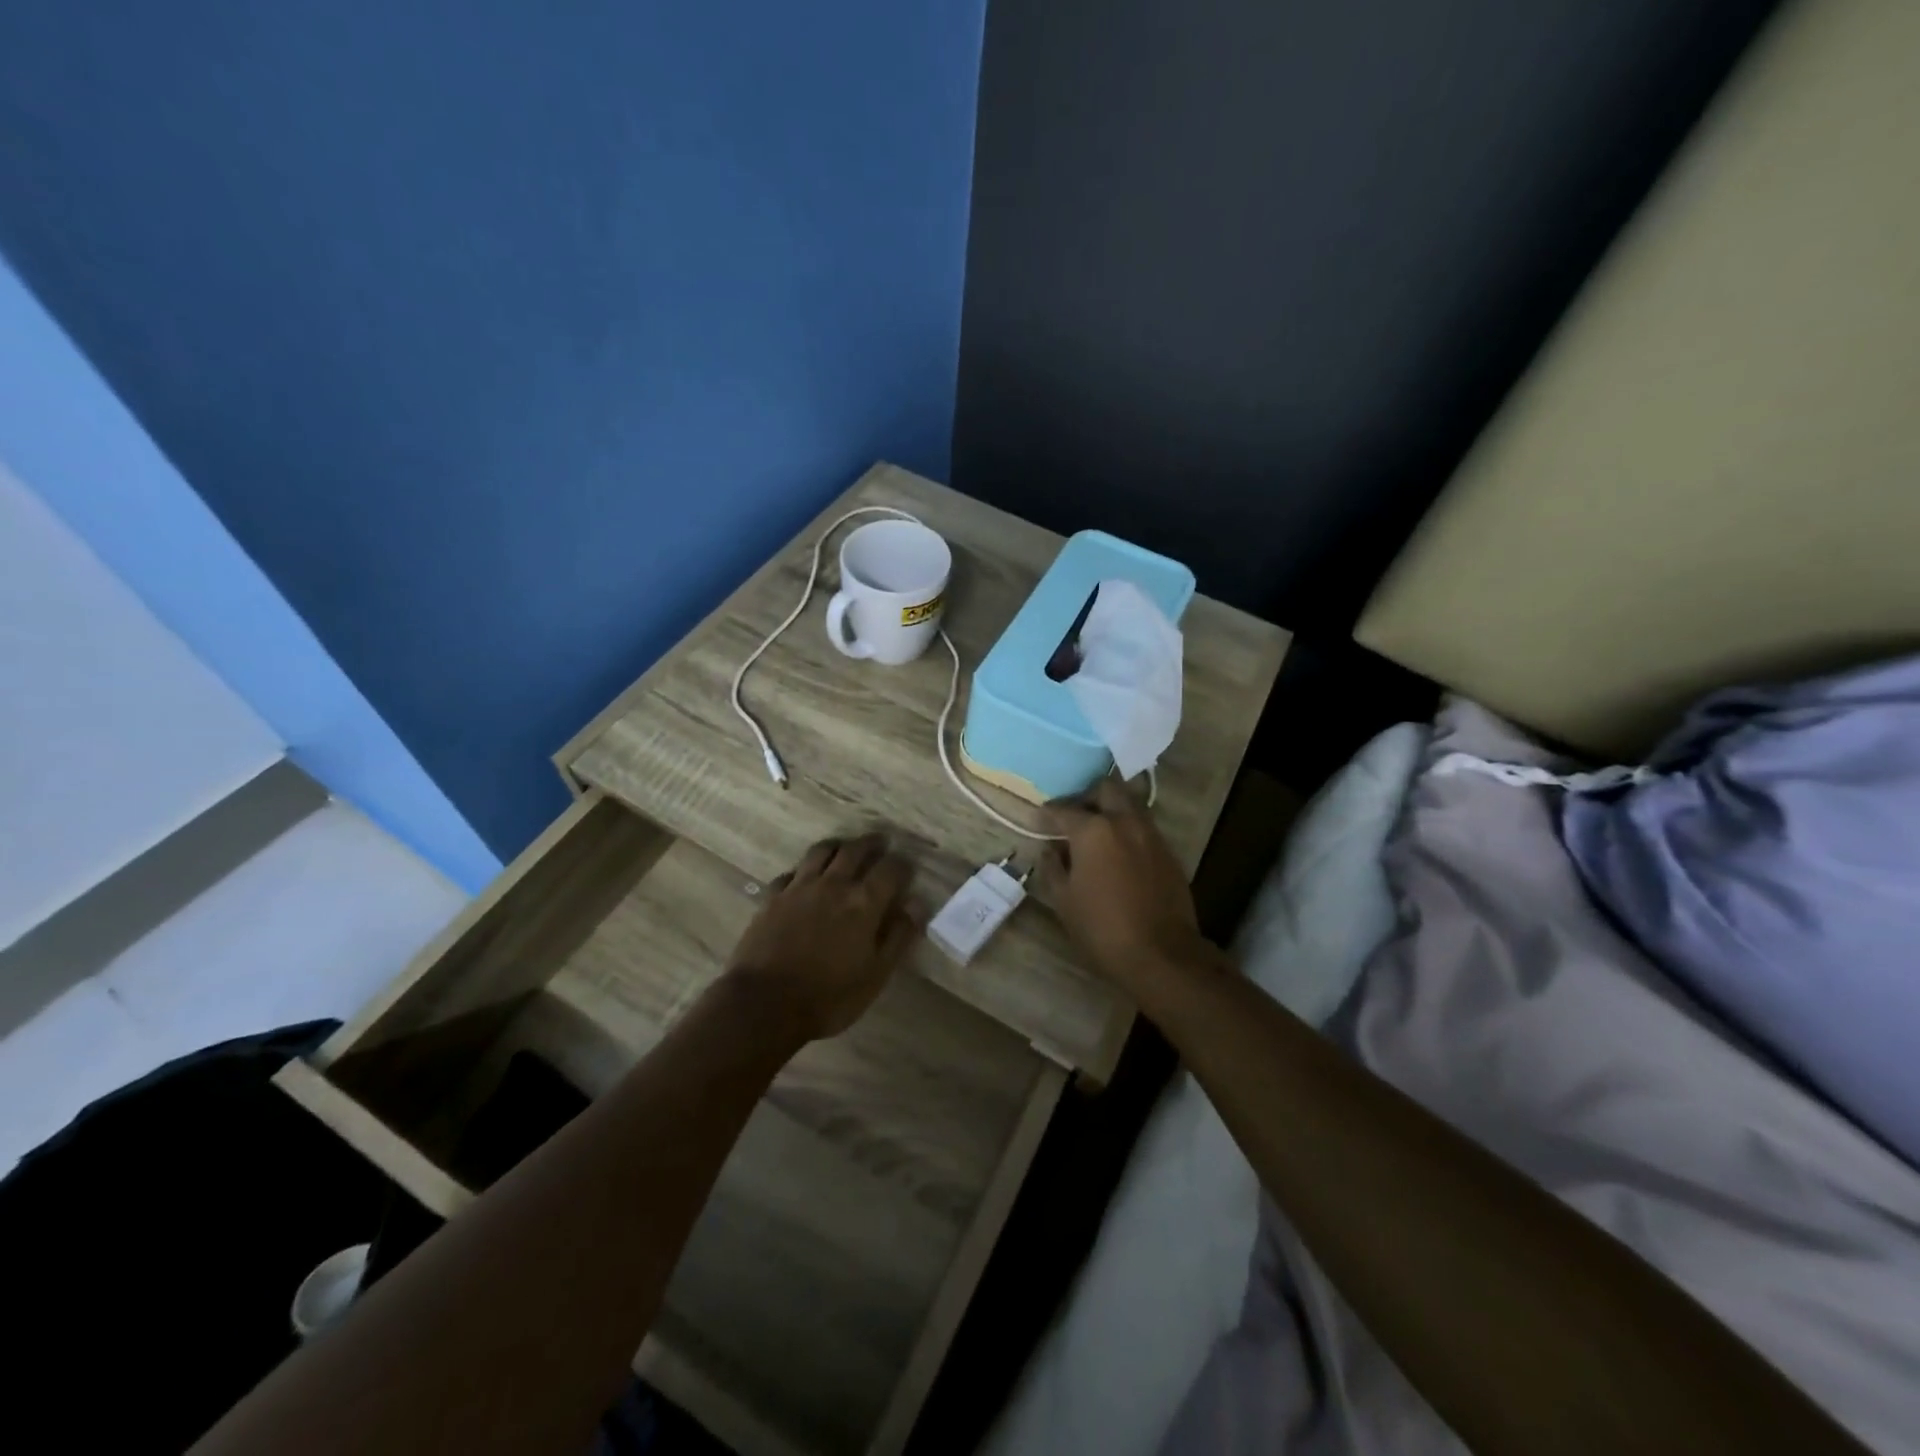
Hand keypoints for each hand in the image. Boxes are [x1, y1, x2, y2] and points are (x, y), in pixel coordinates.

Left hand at [724, 834, 921, 1041]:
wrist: (764, 1004)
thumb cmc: (829, 996)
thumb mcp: (876, 974)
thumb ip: (898, 936)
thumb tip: (916, 904)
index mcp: (864, 902)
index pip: (891, 869)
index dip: (902, 865)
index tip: (907, 868)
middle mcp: (834, 884)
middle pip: (855, 850)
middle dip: (872, 844)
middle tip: (880, 843)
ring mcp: (799, 887)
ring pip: (821, 851)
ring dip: (838, 846)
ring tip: (844, 849)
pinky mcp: (772, 897)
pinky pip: (791, 872)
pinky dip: (802, 871)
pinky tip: (803, 878)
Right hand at [1040, 778, 1210, 992]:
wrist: (1162, 954)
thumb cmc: (1102, 928)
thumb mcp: (1063, 901)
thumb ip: (1052, 867)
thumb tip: (1049, 850)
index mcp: (1093, 830)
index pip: (1064, 809)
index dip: (1048, 813)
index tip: (1040, 819)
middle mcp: (1125, 821)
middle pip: (1106, 789)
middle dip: (1087, 796)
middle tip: (1074, 816)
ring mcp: (1151, 834)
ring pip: (1130, 804)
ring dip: (1111, 810)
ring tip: (1097, 833)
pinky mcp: (1169, 852)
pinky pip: (1144, 827)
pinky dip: (1128, 830)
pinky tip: (1119, 853)